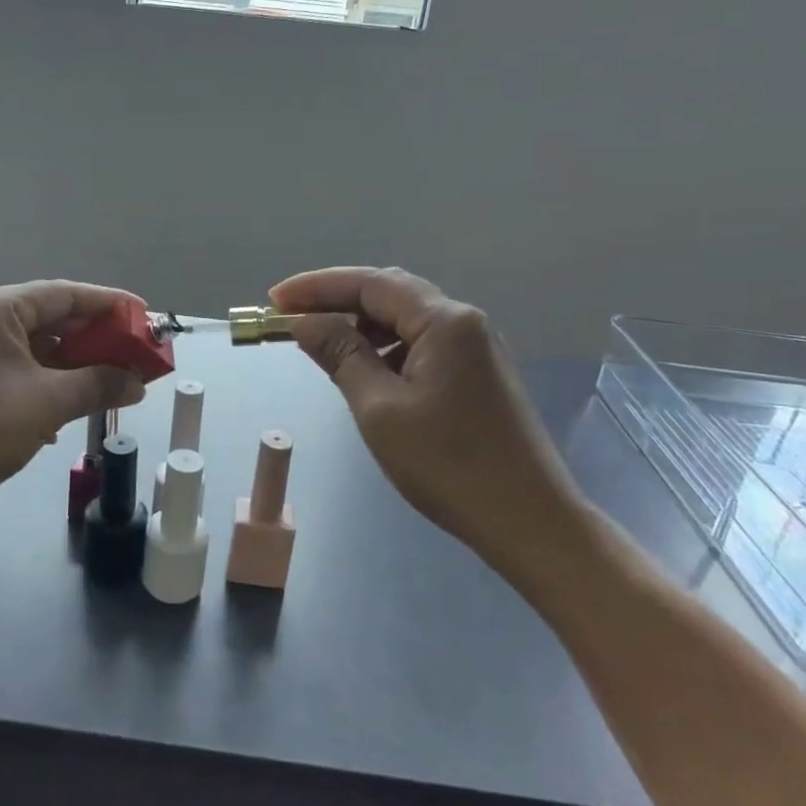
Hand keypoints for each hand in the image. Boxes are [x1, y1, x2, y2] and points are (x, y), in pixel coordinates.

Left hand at [0, 282, 147, 531]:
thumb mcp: (47, 405)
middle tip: (125, 355)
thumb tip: (138, 383)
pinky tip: (53, 407)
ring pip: (20, 343)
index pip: (62, 293)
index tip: (141, 315)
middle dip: (86, 339)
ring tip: (97, 383)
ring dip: (61, 363)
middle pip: (40, 317)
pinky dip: (32, 378)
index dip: (107, 304)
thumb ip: (98, 385)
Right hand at [270, 267, 589, 580]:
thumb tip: (304, 323)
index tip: (275, 301)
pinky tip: (363, 370)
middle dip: (337, 301)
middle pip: (390, 293)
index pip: (370, 284)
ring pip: (405, 320)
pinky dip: (385, 349)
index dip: (317, 287)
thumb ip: (340, 356)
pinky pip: (420, 345)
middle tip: (292, 317)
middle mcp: (464, 323)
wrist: (530, 522)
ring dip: (360, 326)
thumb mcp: (379, 409)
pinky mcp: (477, 375)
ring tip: (320, 344)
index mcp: (445, 321)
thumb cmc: (449, 464)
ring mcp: (475, 349)